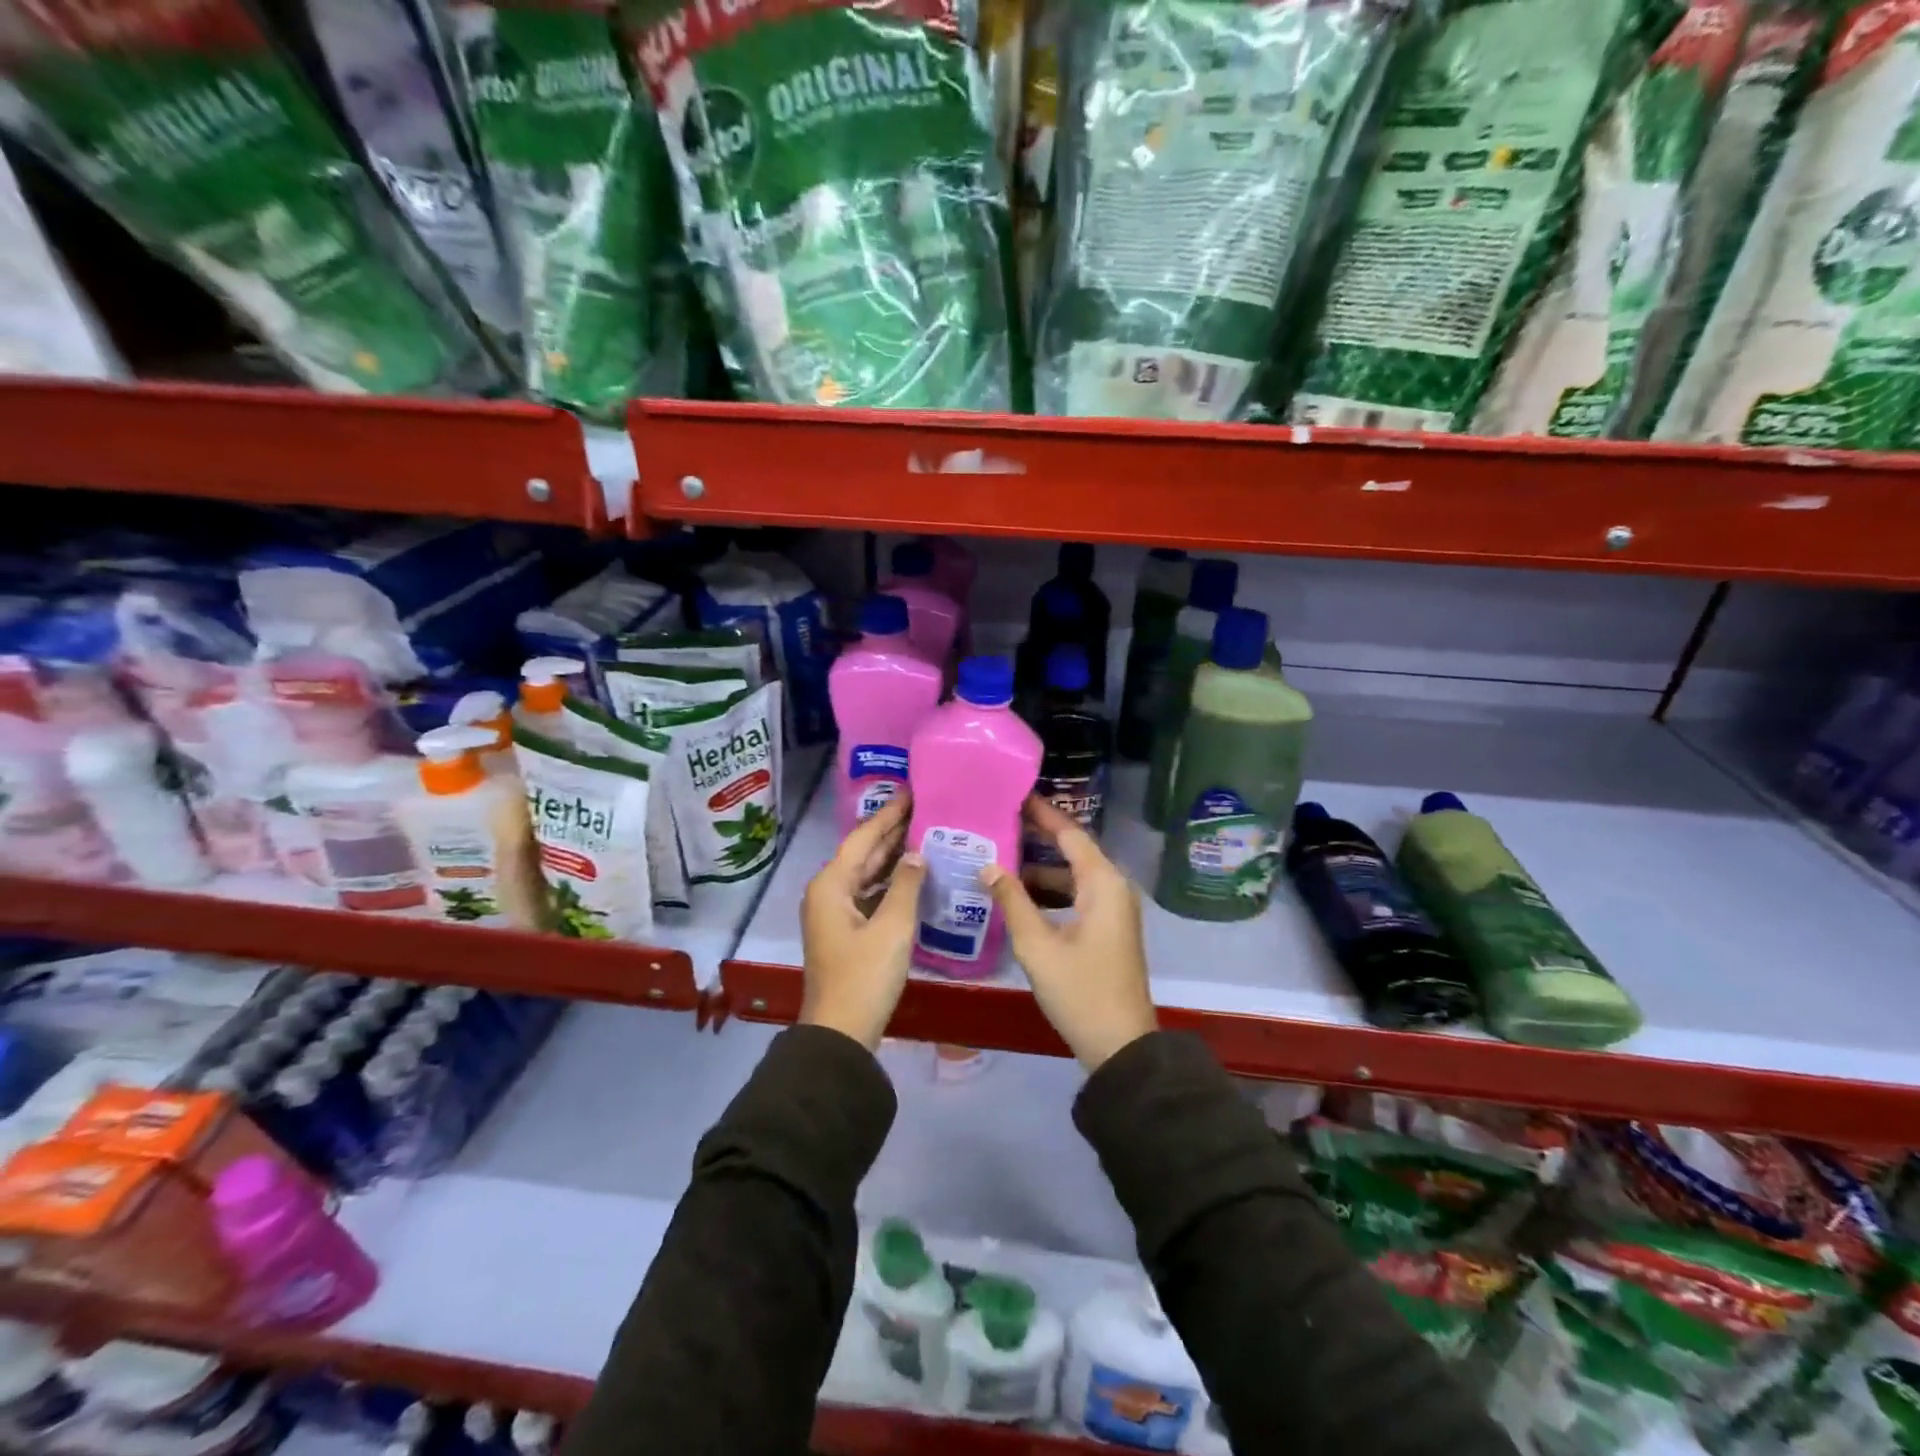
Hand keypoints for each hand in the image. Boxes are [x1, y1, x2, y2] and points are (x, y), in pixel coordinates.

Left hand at [799, 794, 925, 1049]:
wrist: (840, 1032)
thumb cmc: (864, 976)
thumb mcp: (892, 928)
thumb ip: (906, 885)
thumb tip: (916, 854)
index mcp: (831, 884)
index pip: (863, 837)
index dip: (889, 813)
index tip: (912, 790)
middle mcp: (827, 891)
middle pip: (862, 852)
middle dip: (891, 830)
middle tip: (924, 806)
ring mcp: (834, 912)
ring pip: (865, 873)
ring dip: (892, 855)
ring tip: (924, 831)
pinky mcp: (845, 929)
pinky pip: (868, 893)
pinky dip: (889, 881)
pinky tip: (913, 873)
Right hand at [982, 797, 1156, 1070]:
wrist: (1121, 1045)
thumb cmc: (1080, 991)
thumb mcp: (1038, 946)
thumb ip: (1012, 900)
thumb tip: (987, 865)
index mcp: (1103, 883)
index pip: (1070, 834)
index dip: (1042, 813)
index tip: (1014, 794)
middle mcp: (1113, 887)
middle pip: (1073, 850)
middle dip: (1038, 835)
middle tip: (999, 819)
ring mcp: (1113, 909)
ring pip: (1073, 874)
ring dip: (1040, 866)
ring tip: (1000, 852)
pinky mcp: (1108, 928)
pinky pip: (1077, 894)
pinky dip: (1050, 890)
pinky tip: (1019, 892)